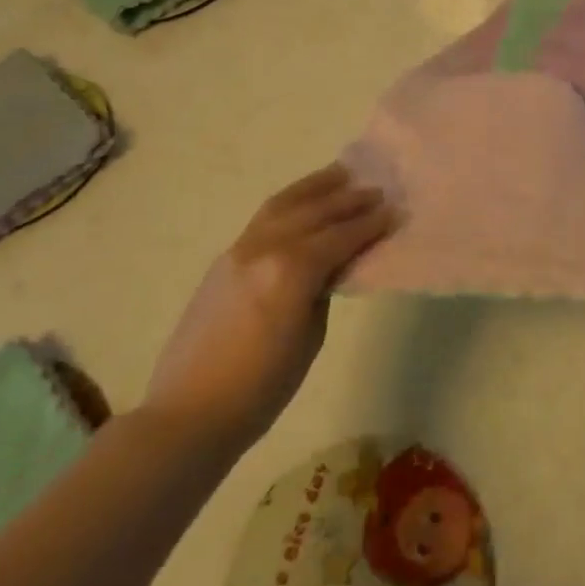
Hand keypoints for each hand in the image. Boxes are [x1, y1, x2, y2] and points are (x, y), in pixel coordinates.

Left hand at [145, 164, 392, 447]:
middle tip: (376, 189)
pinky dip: (288, 203)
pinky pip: (263, 219)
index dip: (370, 224)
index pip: (339, 237)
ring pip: (282, 205)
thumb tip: (331, 267)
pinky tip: (301, 203)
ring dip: (314, 188)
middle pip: (312, 213)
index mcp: (290, 271)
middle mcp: (264, 249)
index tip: (394, 211)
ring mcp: (238, 251)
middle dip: (347, 199)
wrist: (190, 411)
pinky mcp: (224, 260)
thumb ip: (322, 291)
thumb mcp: (309, 339)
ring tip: (340, 174)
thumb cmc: (261, 388)